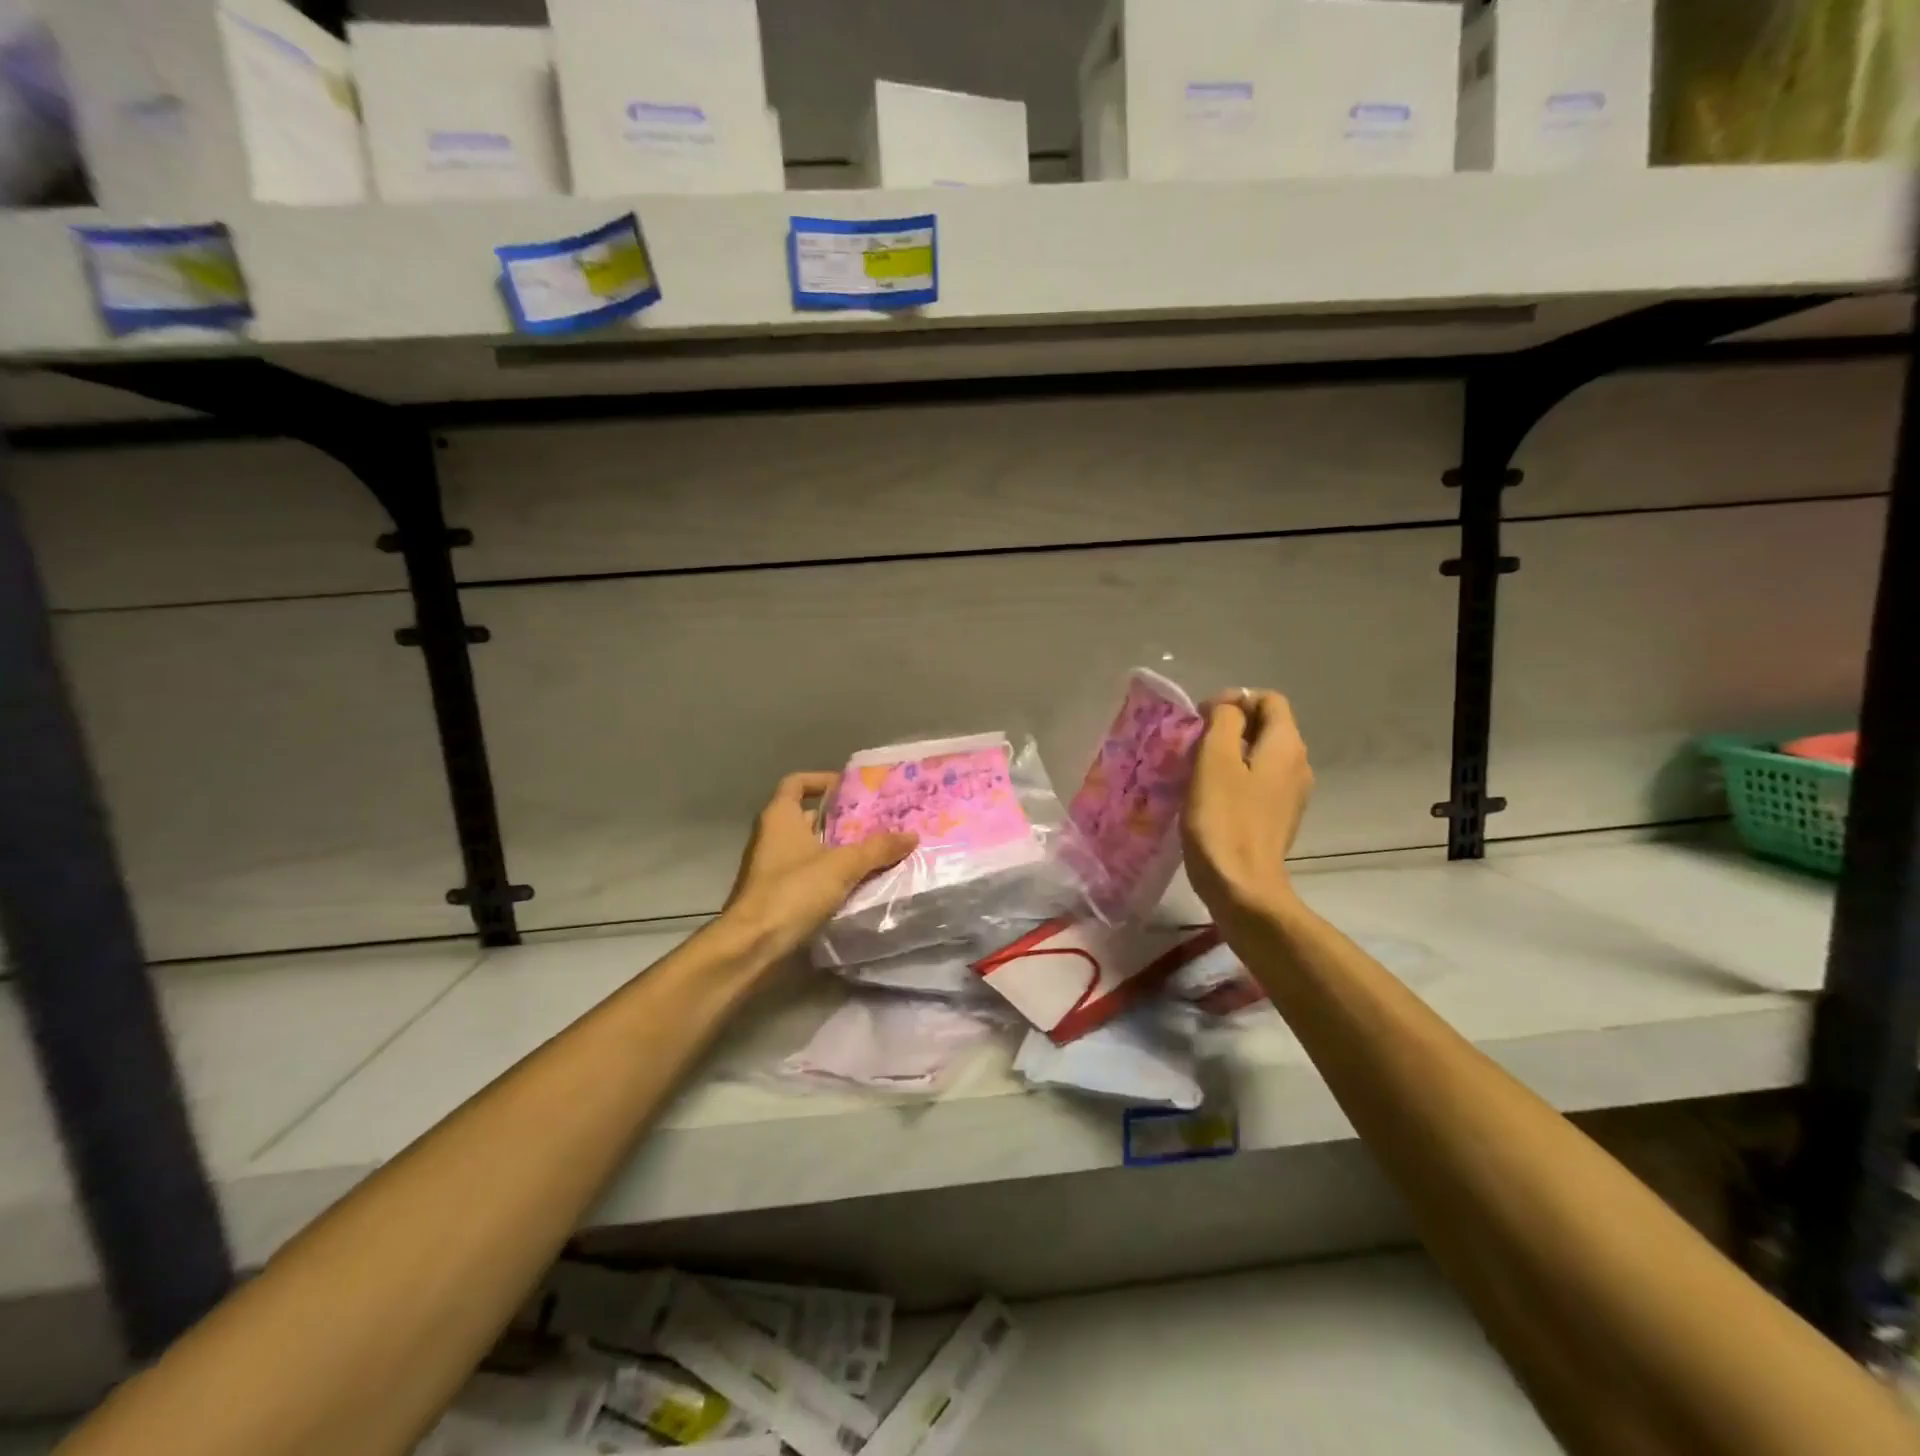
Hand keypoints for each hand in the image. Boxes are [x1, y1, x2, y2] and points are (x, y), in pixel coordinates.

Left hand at [722, 773, 915, 963]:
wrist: (752, 945)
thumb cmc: (792, 892)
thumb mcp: (842, 866)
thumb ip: (877, 849)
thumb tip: (912, 835)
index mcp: (780, 817)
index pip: (797, 783)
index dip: (822, 780)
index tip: (851, 789)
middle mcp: (773, 836)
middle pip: (808, 816)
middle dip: (841, 818)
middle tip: (876, 821)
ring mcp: (773, 866)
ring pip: (811, 847)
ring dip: (839, 848)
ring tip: (875, 850)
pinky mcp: (778, 893)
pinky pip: (810, 873)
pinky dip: (831, 873)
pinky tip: (858, 882)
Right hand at [1183, 691, 1313, 920]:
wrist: (1242, 887)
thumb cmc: (1223, 819)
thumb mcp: (1215, 760)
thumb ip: (1223, 721)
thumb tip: (1229, 706)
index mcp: (1286, 745)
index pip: (1269, 700)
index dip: (1234, 700)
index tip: (1201, 720)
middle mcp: (1298, 765)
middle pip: (1267, 726)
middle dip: (1230, 726)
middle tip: (1194, 744)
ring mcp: (1292, 794)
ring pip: (1261, 755)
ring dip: (1230, 754)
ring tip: (1196, 769)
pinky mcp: (1278, 818)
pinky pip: (1259, 782)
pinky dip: (1236, 779)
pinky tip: (1210, 796)